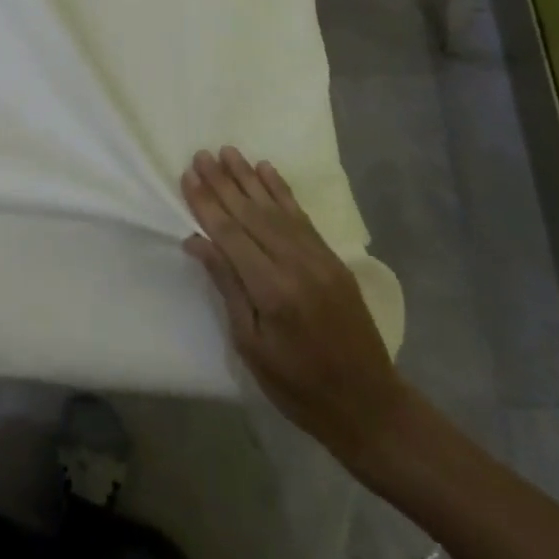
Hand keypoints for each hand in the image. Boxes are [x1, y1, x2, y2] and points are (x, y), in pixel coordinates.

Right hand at [181, 147, 411, 472]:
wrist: (370, 406)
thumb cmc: (299, 387)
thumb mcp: (251, 346)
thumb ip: (228, 287)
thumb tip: (197, 241)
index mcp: (271, 290)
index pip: (230, 234)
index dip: (206, 204)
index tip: (188, 176)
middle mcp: (295, 264)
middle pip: (251, 213)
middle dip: (223, 182)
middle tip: (201, 154)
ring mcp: (318, 258)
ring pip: (276, 207)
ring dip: (249, 177)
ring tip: (228, 152)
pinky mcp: (332, 259)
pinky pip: (301, 216)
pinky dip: (282, 190)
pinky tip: (267, 170)